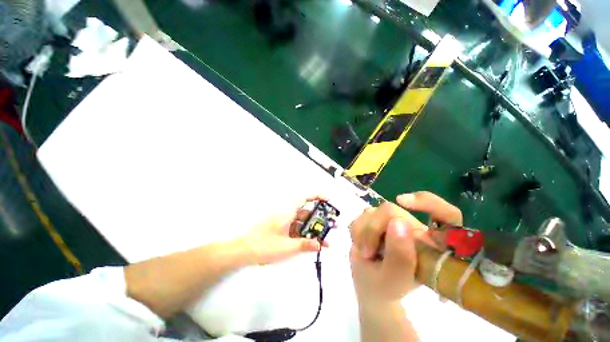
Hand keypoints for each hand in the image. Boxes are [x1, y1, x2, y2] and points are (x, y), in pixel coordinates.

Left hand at [235, 196, 328, 264]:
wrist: (243, 252)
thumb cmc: (264, 246)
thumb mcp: (287, 247)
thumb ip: (304, 245)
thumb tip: (319, 244)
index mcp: (287, 214)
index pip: (304, 199)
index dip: (316, 196)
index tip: (328, 200)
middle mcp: (286, 216)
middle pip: (306, 214)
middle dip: (319, 219)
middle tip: (332, 226)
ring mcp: (283, 224)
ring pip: (302, 224)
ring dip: (312, 230)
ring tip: (325, 240)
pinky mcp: (281, 231)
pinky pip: (295, 231)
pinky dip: (304, 236)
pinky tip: (311, 244)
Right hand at [349, 192, 461, 304]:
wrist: (368, 284)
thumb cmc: (386, 287)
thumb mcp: (394, 279)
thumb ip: (400, 256)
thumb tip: (397, 222)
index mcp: (430, 243)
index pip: (447, 215)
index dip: (431, 203)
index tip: (403, 201)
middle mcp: (413, 227)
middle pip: (391, 210)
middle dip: (373, 229)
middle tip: (367, 252)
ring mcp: (392, 221)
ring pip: (373, 211)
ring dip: (363, 232)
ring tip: (365, 252)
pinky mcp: (376, 218)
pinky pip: (362, 215)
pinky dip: (357, 229)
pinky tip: (360, 243)